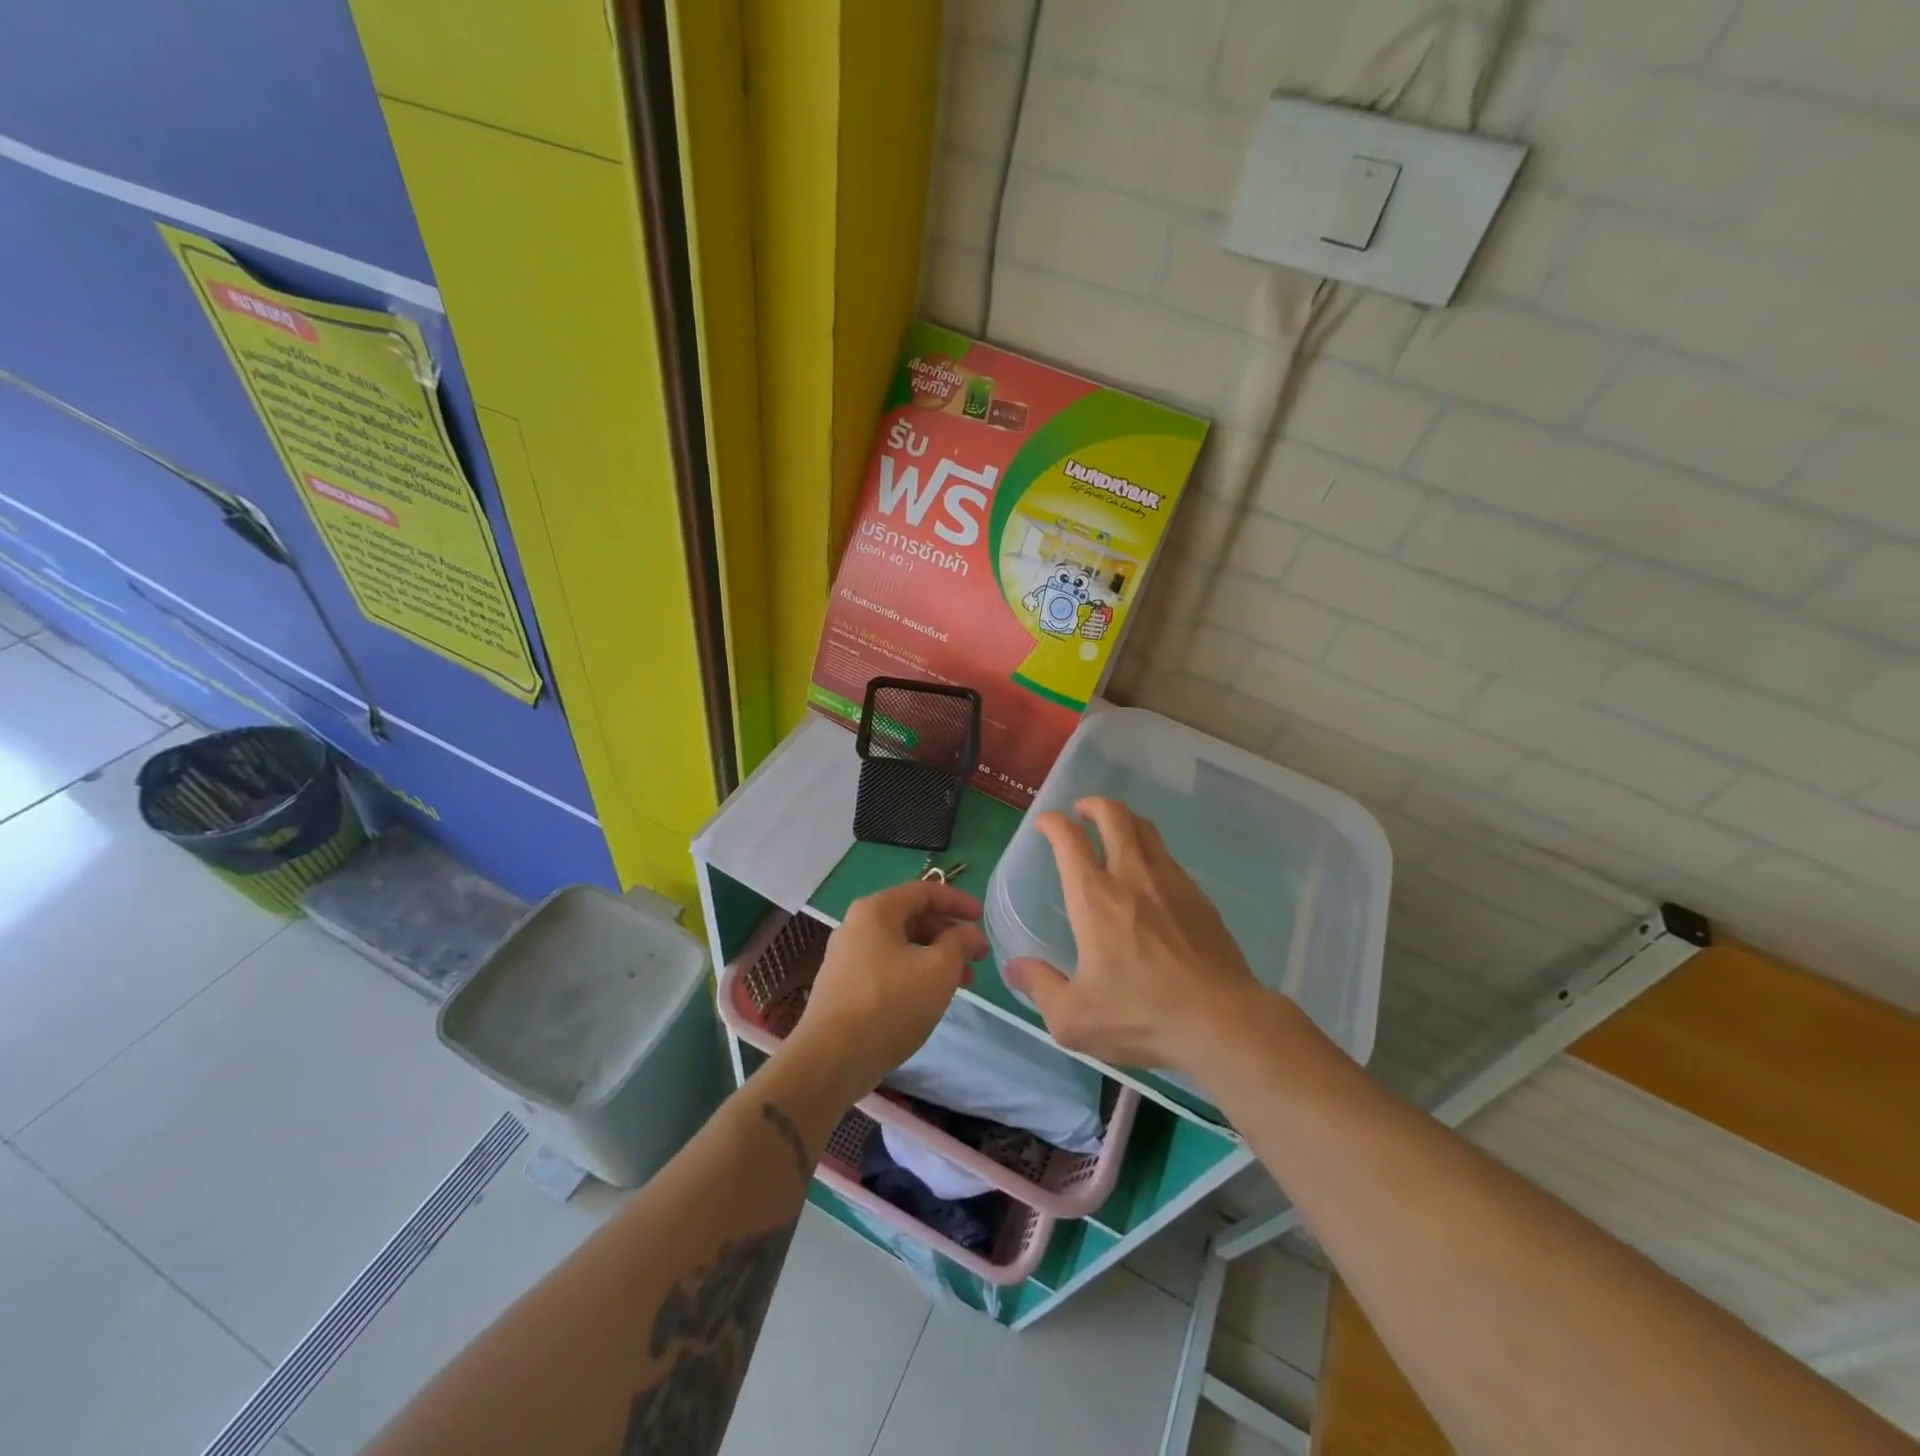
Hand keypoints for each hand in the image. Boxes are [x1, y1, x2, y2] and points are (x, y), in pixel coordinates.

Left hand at [785, 880, 987, 1098]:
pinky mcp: (844, 986)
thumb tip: (968, 932)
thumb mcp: (939, 970)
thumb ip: (959, 942)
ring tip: (961, 983)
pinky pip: (887, 967)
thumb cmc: (890, 1004)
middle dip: (948, 933)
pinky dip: (914, 973)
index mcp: (876, 910)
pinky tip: (929, 998)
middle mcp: (856, 926)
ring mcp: (846, 957)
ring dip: (934, 957)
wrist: (830, 1060)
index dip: (957, 901)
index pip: (923, 891)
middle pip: (911, 917)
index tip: (981, 918)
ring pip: (900, 945)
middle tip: (976, 956)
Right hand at [1003, 797, 1265, 1074]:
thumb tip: (1015, 968)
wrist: (1222, 1021)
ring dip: (1125, 822)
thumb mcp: (1074, 1018)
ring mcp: (1171, 883)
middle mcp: (1132, 877)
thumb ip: (1040, 987)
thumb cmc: (1141, 1015)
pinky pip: (1169, 858)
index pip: (1068, 839)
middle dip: (1093, 805)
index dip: (1052, 823)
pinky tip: (1149, 878)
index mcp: (1094, 898)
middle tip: (1082, 812)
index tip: (1044, 824)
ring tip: (1115, 833)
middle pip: (1114, 816)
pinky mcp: (1199, 898)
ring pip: (1146, 830)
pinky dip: (1151, 852)